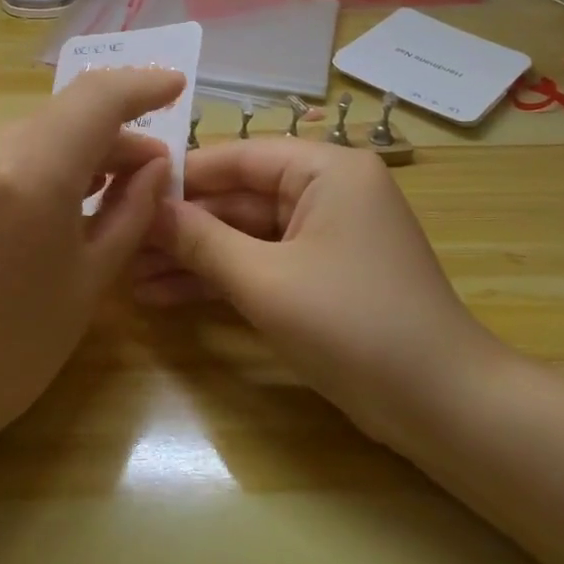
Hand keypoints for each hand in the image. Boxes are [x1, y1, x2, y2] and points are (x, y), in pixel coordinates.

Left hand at [0, 67, 185, 449]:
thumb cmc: (7, 352)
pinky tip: (42, 207)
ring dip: (70, 153)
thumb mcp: (87, 284)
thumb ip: (129, 213)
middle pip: (63, 117)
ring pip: (28, 136)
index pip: (97, 98)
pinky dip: (30, 166)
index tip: (175, 86)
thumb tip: (156, 167)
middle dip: (111, 136)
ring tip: (99, 193)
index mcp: (31, 172)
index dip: (142, 85)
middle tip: (146, 175)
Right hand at [133, 141, 505, 452]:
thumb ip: (201, 240)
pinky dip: (221, 279)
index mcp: (326, 170)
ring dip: (193, 257)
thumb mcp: (266, 280)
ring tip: (131, 278)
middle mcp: (327, 191)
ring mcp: (324, 235)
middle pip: (238, 198)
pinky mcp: (321, 275)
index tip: (125, 189)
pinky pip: (261, 263)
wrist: (442, 407)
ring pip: (245, 235)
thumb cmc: (354, 325)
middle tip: (121, 243)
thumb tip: (145, 208)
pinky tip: (166, 296)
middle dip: (181, 227)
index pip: (238, 157)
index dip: (180, 176)